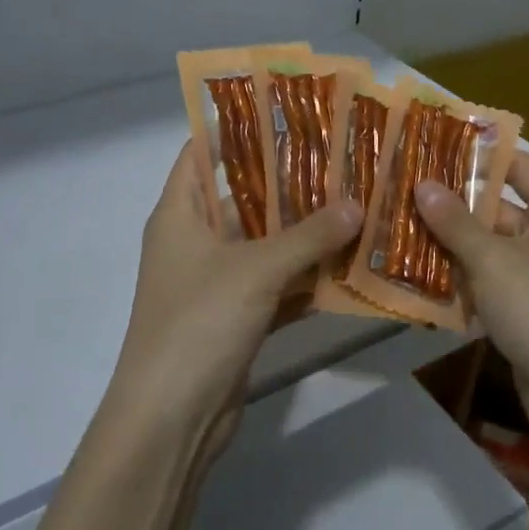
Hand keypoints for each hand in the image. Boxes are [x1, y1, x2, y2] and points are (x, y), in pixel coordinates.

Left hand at [105, 143, 363, 468]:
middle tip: (342, 157)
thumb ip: (308, 236)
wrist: (171, 419)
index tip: (287, 110)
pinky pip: (276, 284)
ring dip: (305, 231)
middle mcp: (195, 240)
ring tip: (357, 201)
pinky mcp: (236, 317)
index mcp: (180, 213)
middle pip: (244, 196)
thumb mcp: (256, 270)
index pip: (201, 152)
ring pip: (266, 243)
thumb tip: (356, 204)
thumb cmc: (199, 323)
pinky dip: (306, 277)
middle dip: (290, 180)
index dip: (237, 127)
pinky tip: (351, 264)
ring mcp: (216, 281)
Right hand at [415, 153, 528, 427]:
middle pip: (495, 209)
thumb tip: (423, 183)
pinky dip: (457, 284)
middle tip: (398, 193)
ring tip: (393, 231)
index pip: (518, 165)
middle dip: (449, 205)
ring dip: (446, 247)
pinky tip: (413, 281)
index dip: (479, 155)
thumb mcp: (493, 261)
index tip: (432, 147)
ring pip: (486, 251)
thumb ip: (455, 223)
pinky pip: (487, 286)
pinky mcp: (526, 313)